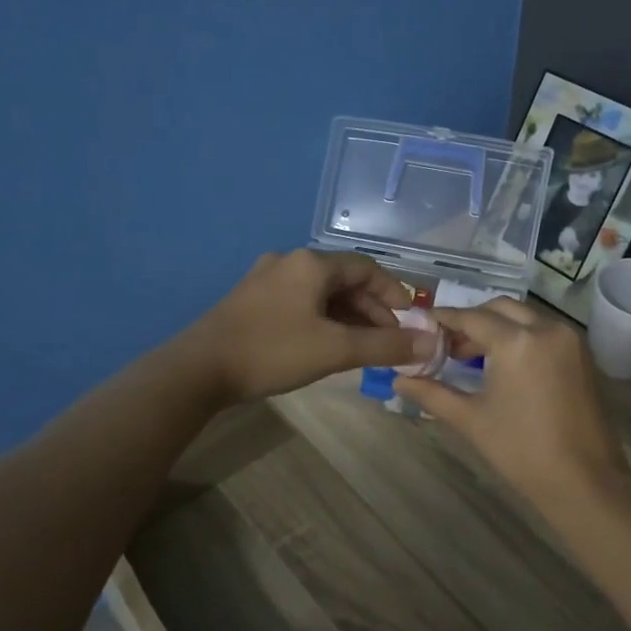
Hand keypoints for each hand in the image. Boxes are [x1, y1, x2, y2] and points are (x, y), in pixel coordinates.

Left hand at [184, 250, 436, 401]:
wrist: (198, 369)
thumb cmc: (273, 351)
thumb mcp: (335, 349)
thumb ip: (386, 346)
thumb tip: (431, 343)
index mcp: (311, 264)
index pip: (367, 269)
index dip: (394, 294)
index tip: (409, 323)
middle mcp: (289, 262)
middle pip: (344, 280)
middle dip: (371, 310)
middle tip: (388, 342)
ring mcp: (265, 280)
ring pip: (320, 293)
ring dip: (347, 317)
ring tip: (361, 348)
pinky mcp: (250, 300)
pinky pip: (299, 303)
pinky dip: (322, 320)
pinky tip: (325, 345)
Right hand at [393, 299, 630, 510]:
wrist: (584, 480)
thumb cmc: (521, 450)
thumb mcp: (471, 419)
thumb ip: (432, 394)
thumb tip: (399, 380)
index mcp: (516, 341)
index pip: (471, 318)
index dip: (444, 320)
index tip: (423, 325)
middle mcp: (546, 328)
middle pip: (499, 309)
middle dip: (472, 320)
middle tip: (447, 345)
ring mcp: (569, 340)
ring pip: (525, 317)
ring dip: (497, 327)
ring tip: (472, 356)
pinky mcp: (582, 355)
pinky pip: (544, 331)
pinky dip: (521, 336)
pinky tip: (504, 364)